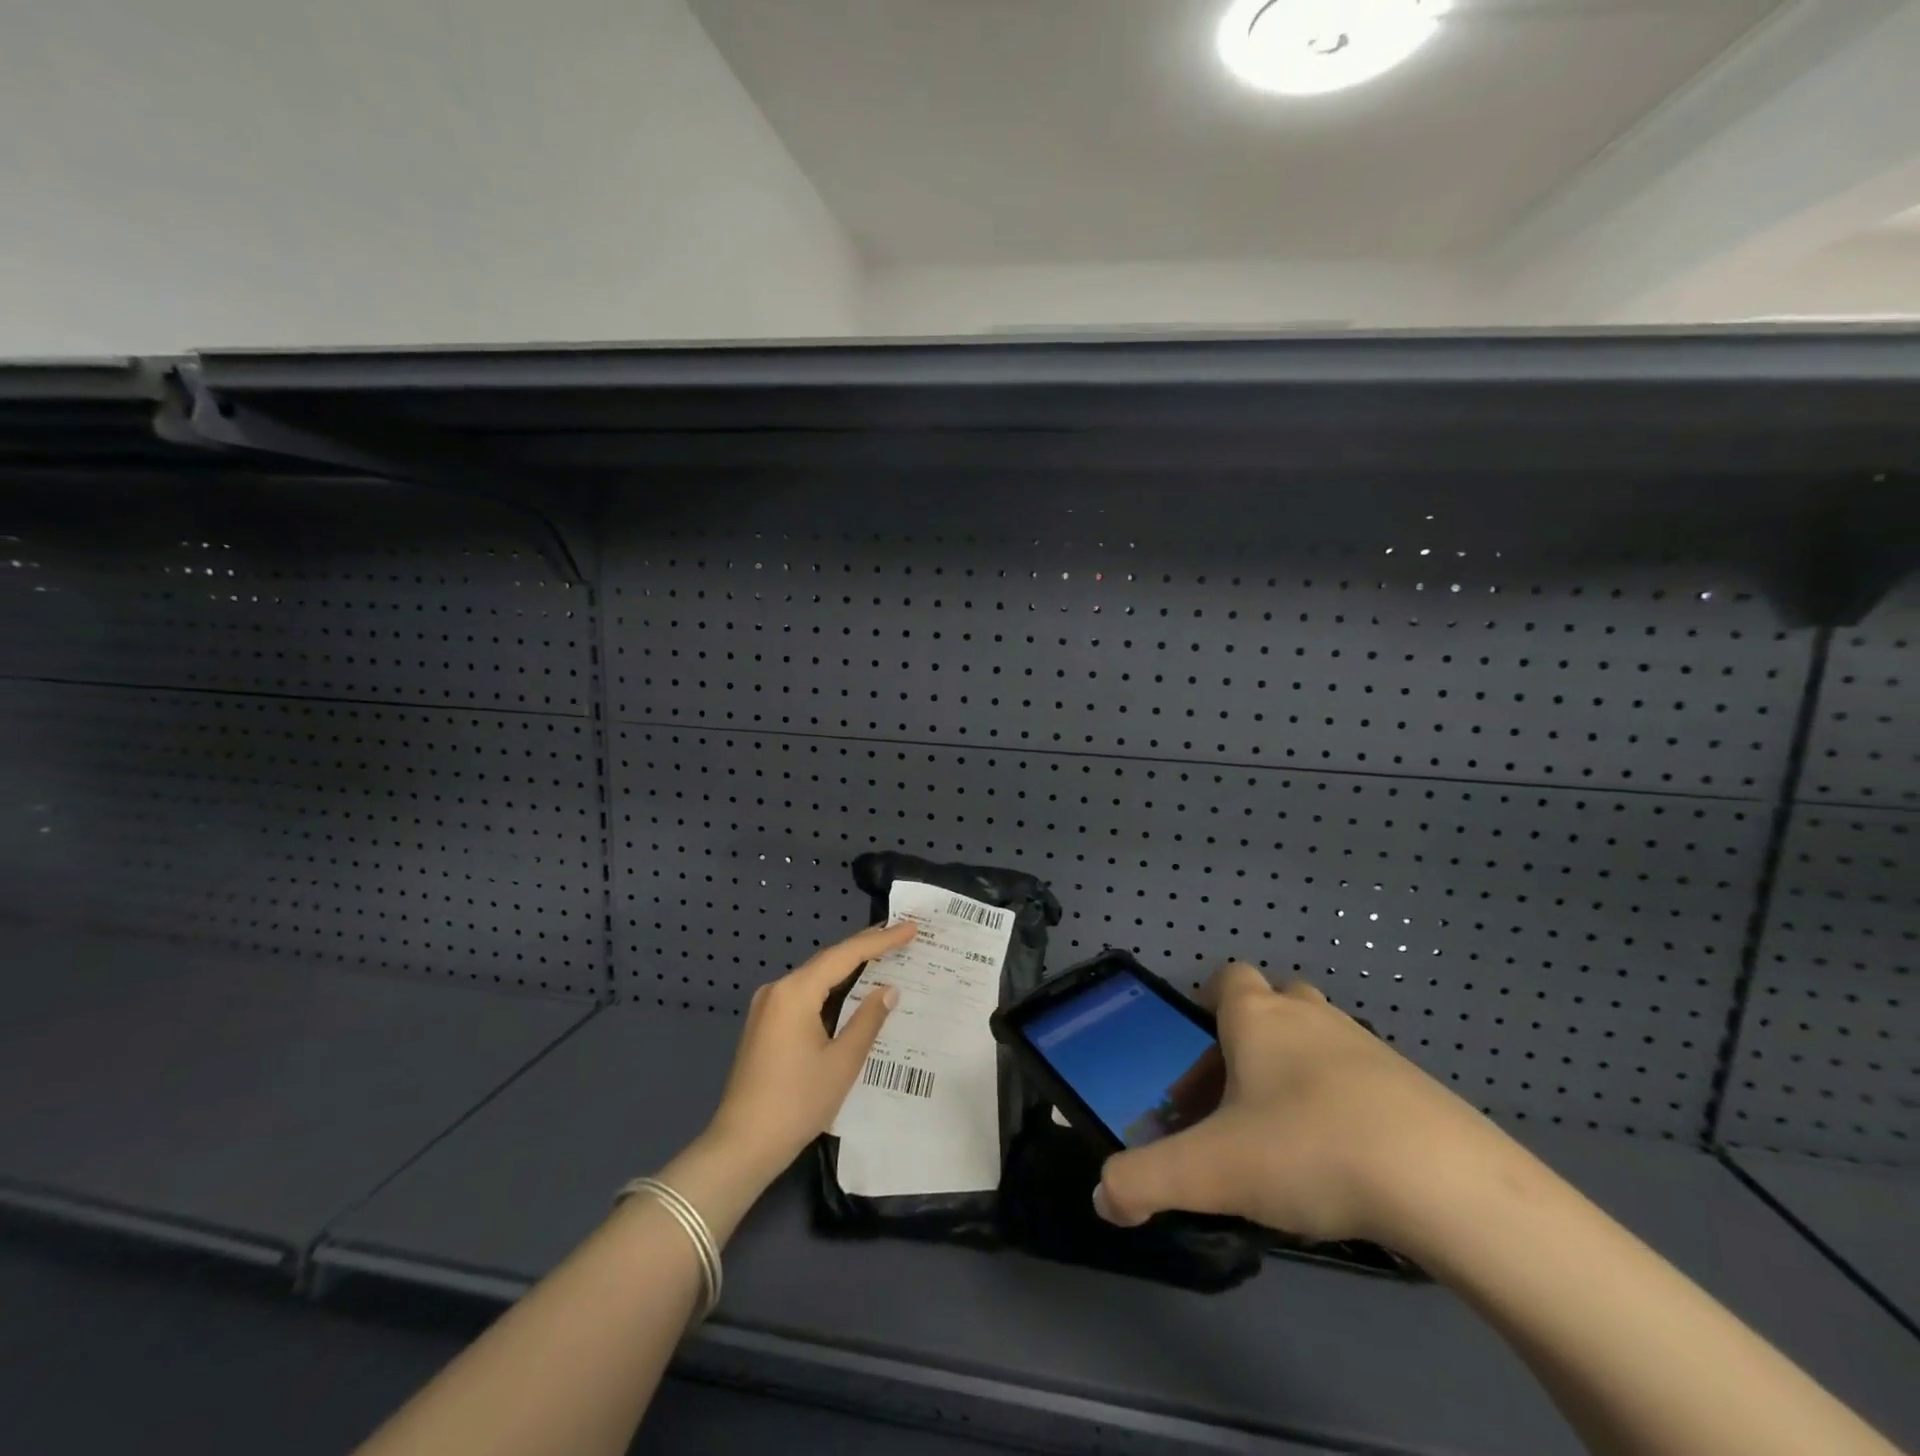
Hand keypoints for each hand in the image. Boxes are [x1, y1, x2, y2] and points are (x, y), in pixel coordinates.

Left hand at [701, 920, 916, 1182]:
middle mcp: (778, 990)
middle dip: (865, 948)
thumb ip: (867, 1020)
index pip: (846, 955)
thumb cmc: (796, 1103)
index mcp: (795, 992)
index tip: (910, 928)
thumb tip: (888, 989)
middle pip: (828, 961)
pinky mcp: (765, 1025)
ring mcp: (767, 1007)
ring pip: (816, 978)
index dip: (881, 941)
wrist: (741, 1147)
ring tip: (884, 957)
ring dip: (848, 969)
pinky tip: (851, 991)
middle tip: (901, 936)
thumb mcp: (842, 1062)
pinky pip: (804, 995)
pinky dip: (831, 989)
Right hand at [1094, 961, 1524, 1248]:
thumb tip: (1102, 1197)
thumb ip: (1145, 1180)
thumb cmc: (1308, 1151)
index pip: (1228, 978)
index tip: (1202, 1054)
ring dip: (1298, 1070)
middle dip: (1251, 1040)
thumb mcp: (1211, 1172)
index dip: (1209, 1005)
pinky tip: (1346, 1159)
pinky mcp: (1414, 1085)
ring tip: (1287, 1135)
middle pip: (1275, 1004)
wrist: (1447, 1183)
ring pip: (1320, 1038)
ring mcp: (1368, 1047)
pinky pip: (1363, 1078)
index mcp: (1258, 1020)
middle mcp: (1310, 1018)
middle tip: (1238, 1098)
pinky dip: (1345, 1103)